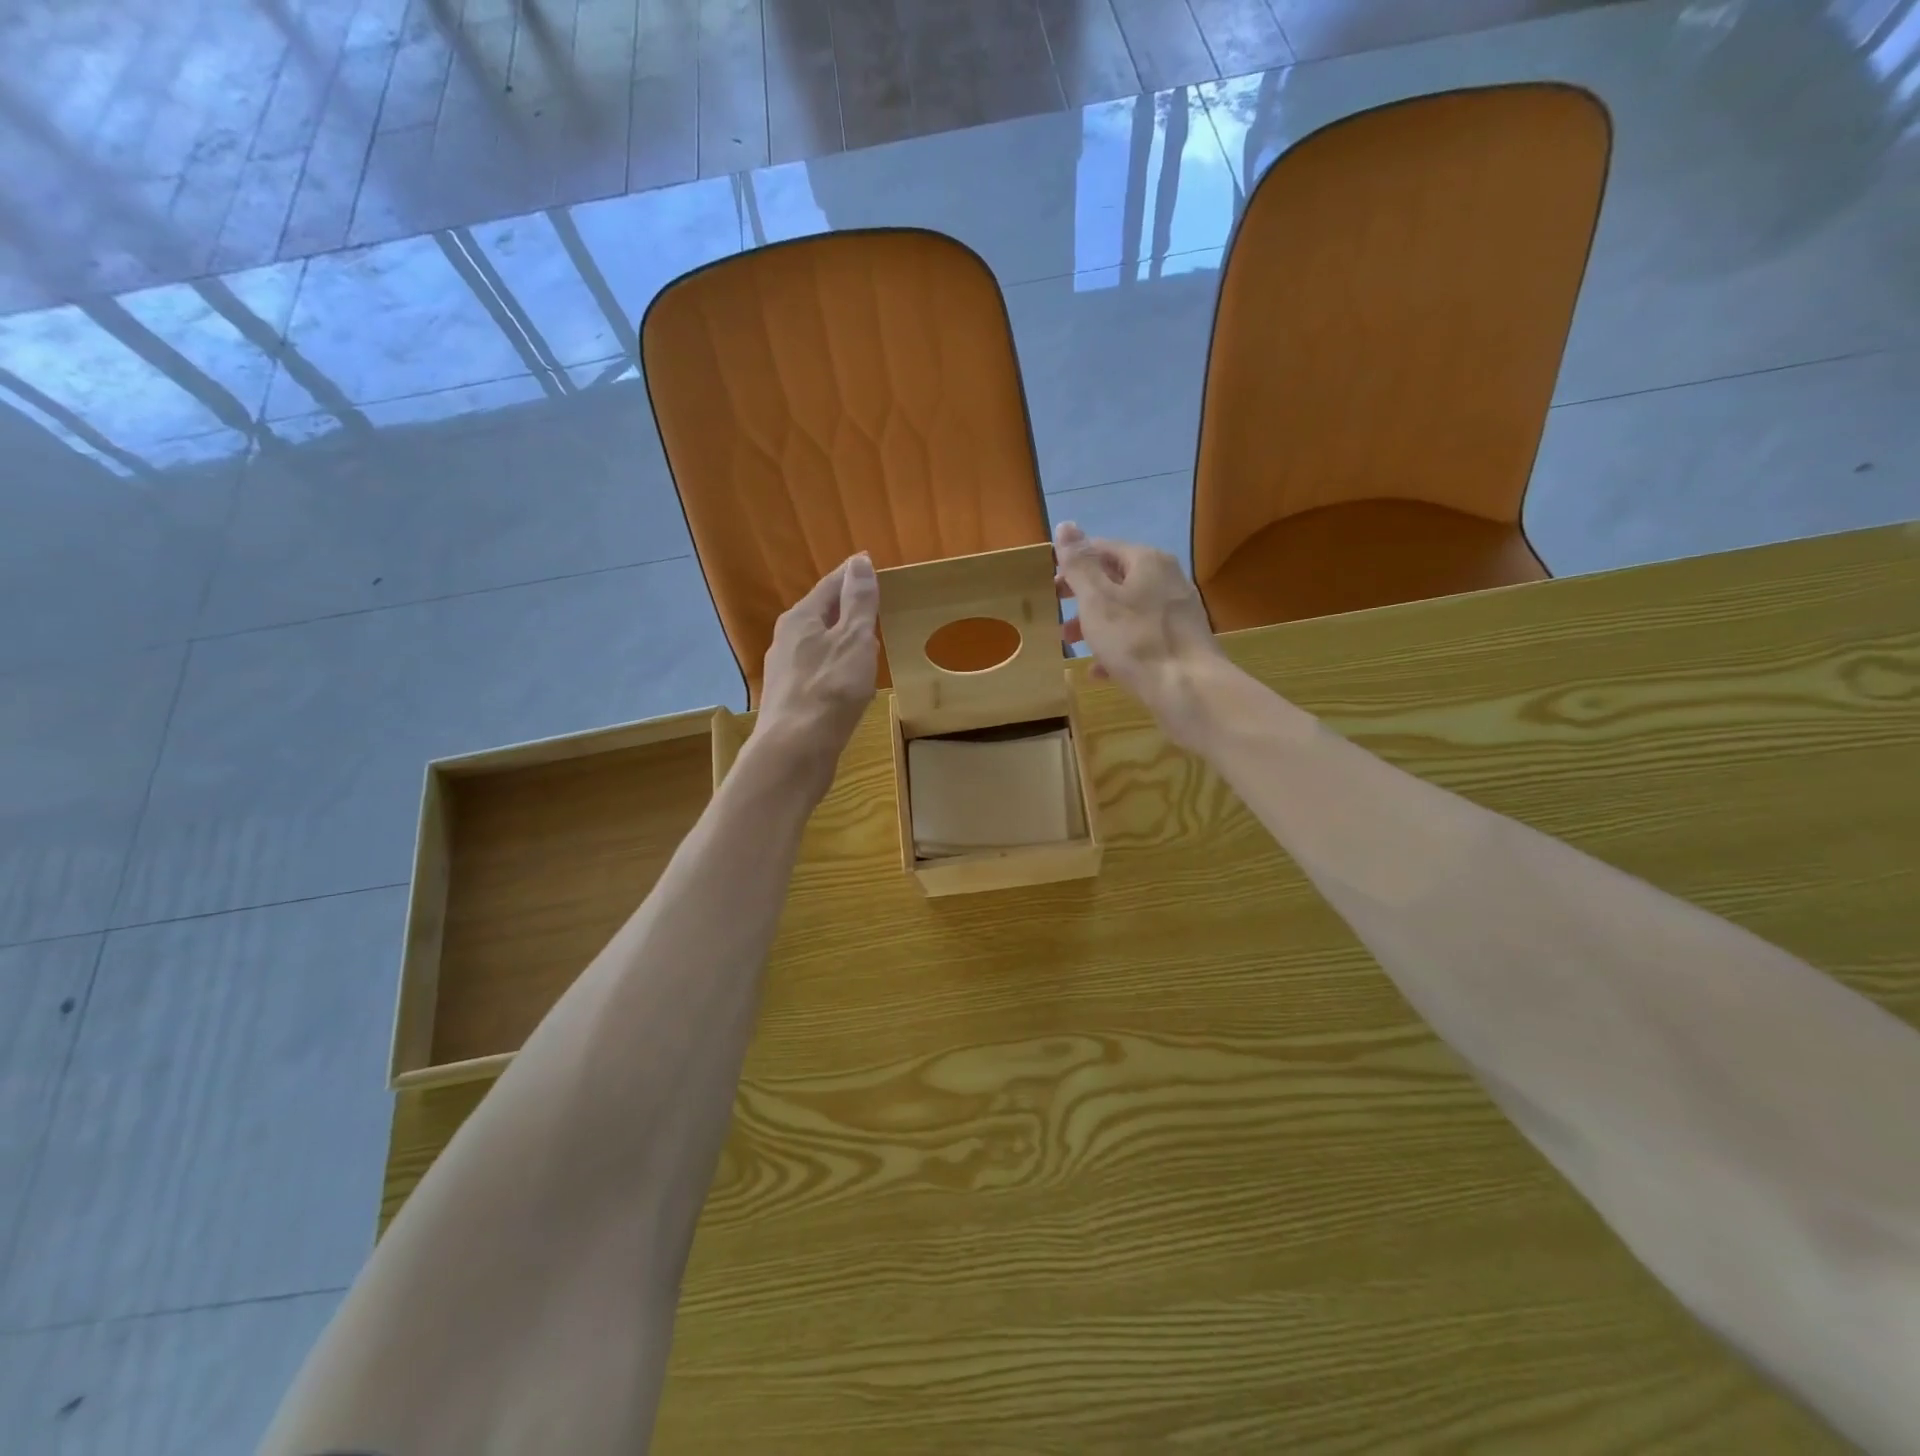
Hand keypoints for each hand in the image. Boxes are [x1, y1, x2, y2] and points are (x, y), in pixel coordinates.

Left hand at [757, 553, 879, 786]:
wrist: (794, 752)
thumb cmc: (829, 690)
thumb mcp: (853, 640)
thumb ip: (859, 601)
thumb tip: (860, 561)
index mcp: (800, 618)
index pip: (831, 585)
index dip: (854, 575)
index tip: (874, 568)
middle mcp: (786, 640)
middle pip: (822, 614)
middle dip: (848, 609)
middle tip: (877, 607)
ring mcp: (785, 672)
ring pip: (820, 646)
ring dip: (843, 642)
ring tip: (869, 646)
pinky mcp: (791, 701)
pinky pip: (819, 673)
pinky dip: (838, 670)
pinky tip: (851, 685)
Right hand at [1055, 522, 1223, 747]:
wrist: (1189, 689)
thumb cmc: (1136, 640)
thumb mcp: (1097, 600)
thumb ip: (1079, 564)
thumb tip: (1066, 525)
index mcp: (1147, 561)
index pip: (1102, 548)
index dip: (1073, 565)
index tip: (1050, 588)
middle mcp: (1167, 579)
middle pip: (1116, 580)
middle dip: (1083, 598)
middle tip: (1057, 616)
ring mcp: (1177, 612)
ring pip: (1127, 610)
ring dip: (1097, 624)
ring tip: (1072, 645)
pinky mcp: (1181, 642)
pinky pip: (1141, 637)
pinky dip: (1118, 647)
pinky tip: (1100, 671)